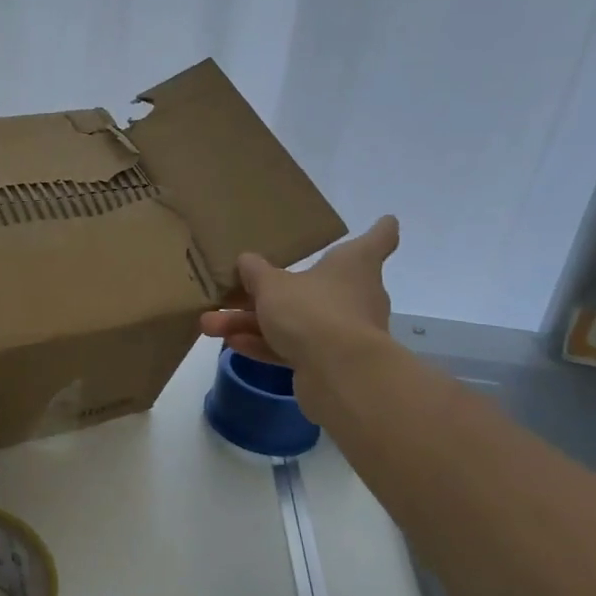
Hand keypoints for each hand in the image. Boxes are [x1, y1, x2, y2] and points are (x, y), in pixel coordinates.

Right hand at [199, 215, 398, 368]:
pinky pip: (291, 347)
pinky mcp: (329, 363)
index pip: (378, 240)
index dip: (379, 229)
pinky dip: (263, 344)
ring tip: (210, 324)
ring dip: (251, 322)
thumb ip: (255, 272)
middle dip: (270, 290)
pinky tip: (231, 343)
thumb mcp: (272, 285)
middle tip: (235, 288)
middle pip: (314, 285)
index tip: (385, 220)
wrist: (338, 375)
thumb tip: (246, 261)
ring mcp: (344, 332)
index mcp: (353, 265)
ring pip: (293, 321)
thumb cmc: (312, 311)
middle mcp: (355, 296)